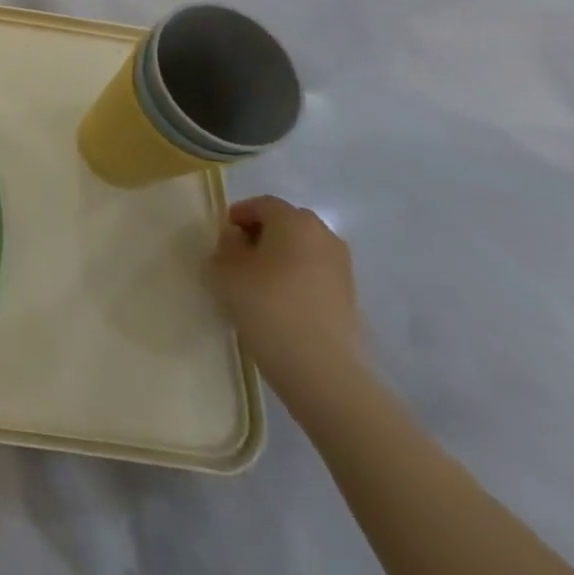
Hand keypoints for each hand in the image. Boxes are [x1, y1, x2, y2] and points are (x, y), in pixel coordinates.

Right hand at [209, 195, 364, 404]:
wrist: (321, 370)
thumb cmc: (266, 306)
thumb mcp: (226, 269)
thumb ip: (226, 244)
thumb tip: (238, 239)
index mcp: (294, 220)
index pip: (261, 204)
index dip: (238, 216)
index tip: (223, 238)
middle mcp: (324, 235)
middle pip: (286, 223)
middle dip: (262, 234)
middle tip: (239, 257)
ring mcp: (342, 267)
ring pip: (303, 249)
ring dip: (281, 257)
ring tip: (260, 282)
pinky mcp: (350, 297)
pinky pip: (316, 273)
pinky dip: (298, 278)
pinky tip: (282, 302)